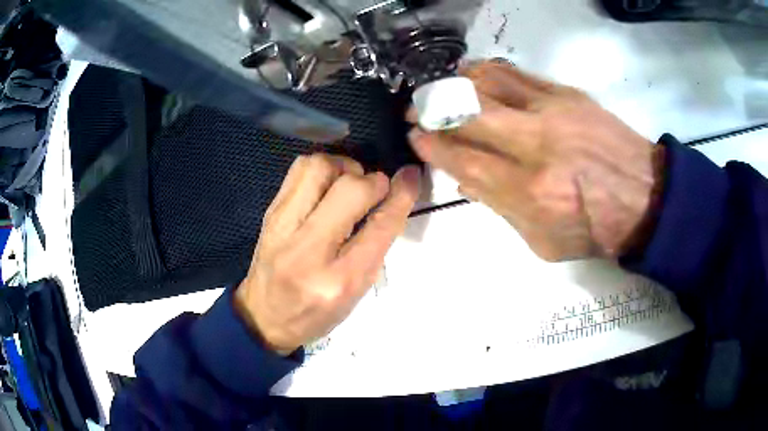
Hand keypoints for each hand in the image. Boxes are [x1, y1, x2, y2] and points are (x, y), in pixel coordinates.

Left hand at [234, 154, 420, 353]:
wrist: (263, 317)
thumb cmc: (316, 313)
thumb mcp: (355, 293)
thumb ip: (376, 246)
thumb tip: (394, 196)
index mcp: (339, 280)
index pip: (379, 226)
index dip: (401, 195)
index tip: (411, 176)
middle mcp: (308, 249)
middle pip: (350, 189)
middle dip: (373, 180)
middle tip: (375, 191)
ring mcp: (283, 226)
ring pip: (319, 167)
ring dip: (344, 167)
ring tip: (349, 183)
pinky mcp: (270, 212)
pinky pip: (299, 169)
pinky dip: (322, 169)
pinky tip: (327, 185)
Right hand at [409, 60, 663, 260]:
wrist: (645, 197)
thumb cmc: (596, 229)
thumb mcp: (544, 241)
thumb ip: (501, 209)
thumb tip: (466, 180)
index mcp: (530, 191)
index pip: (465, 160)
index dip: (433, 146)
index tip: (415, 136)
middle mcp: (536, 144)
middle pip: (469, 114)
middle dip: (432, 109)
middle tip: (416, 109)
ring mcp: (553, 111)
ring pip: (489, 83)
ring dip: (455, 83)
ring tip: (441, 87)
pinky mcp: (567, 93)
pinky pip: (517, 74)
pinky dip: (488, 72)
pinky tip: (475, 74)